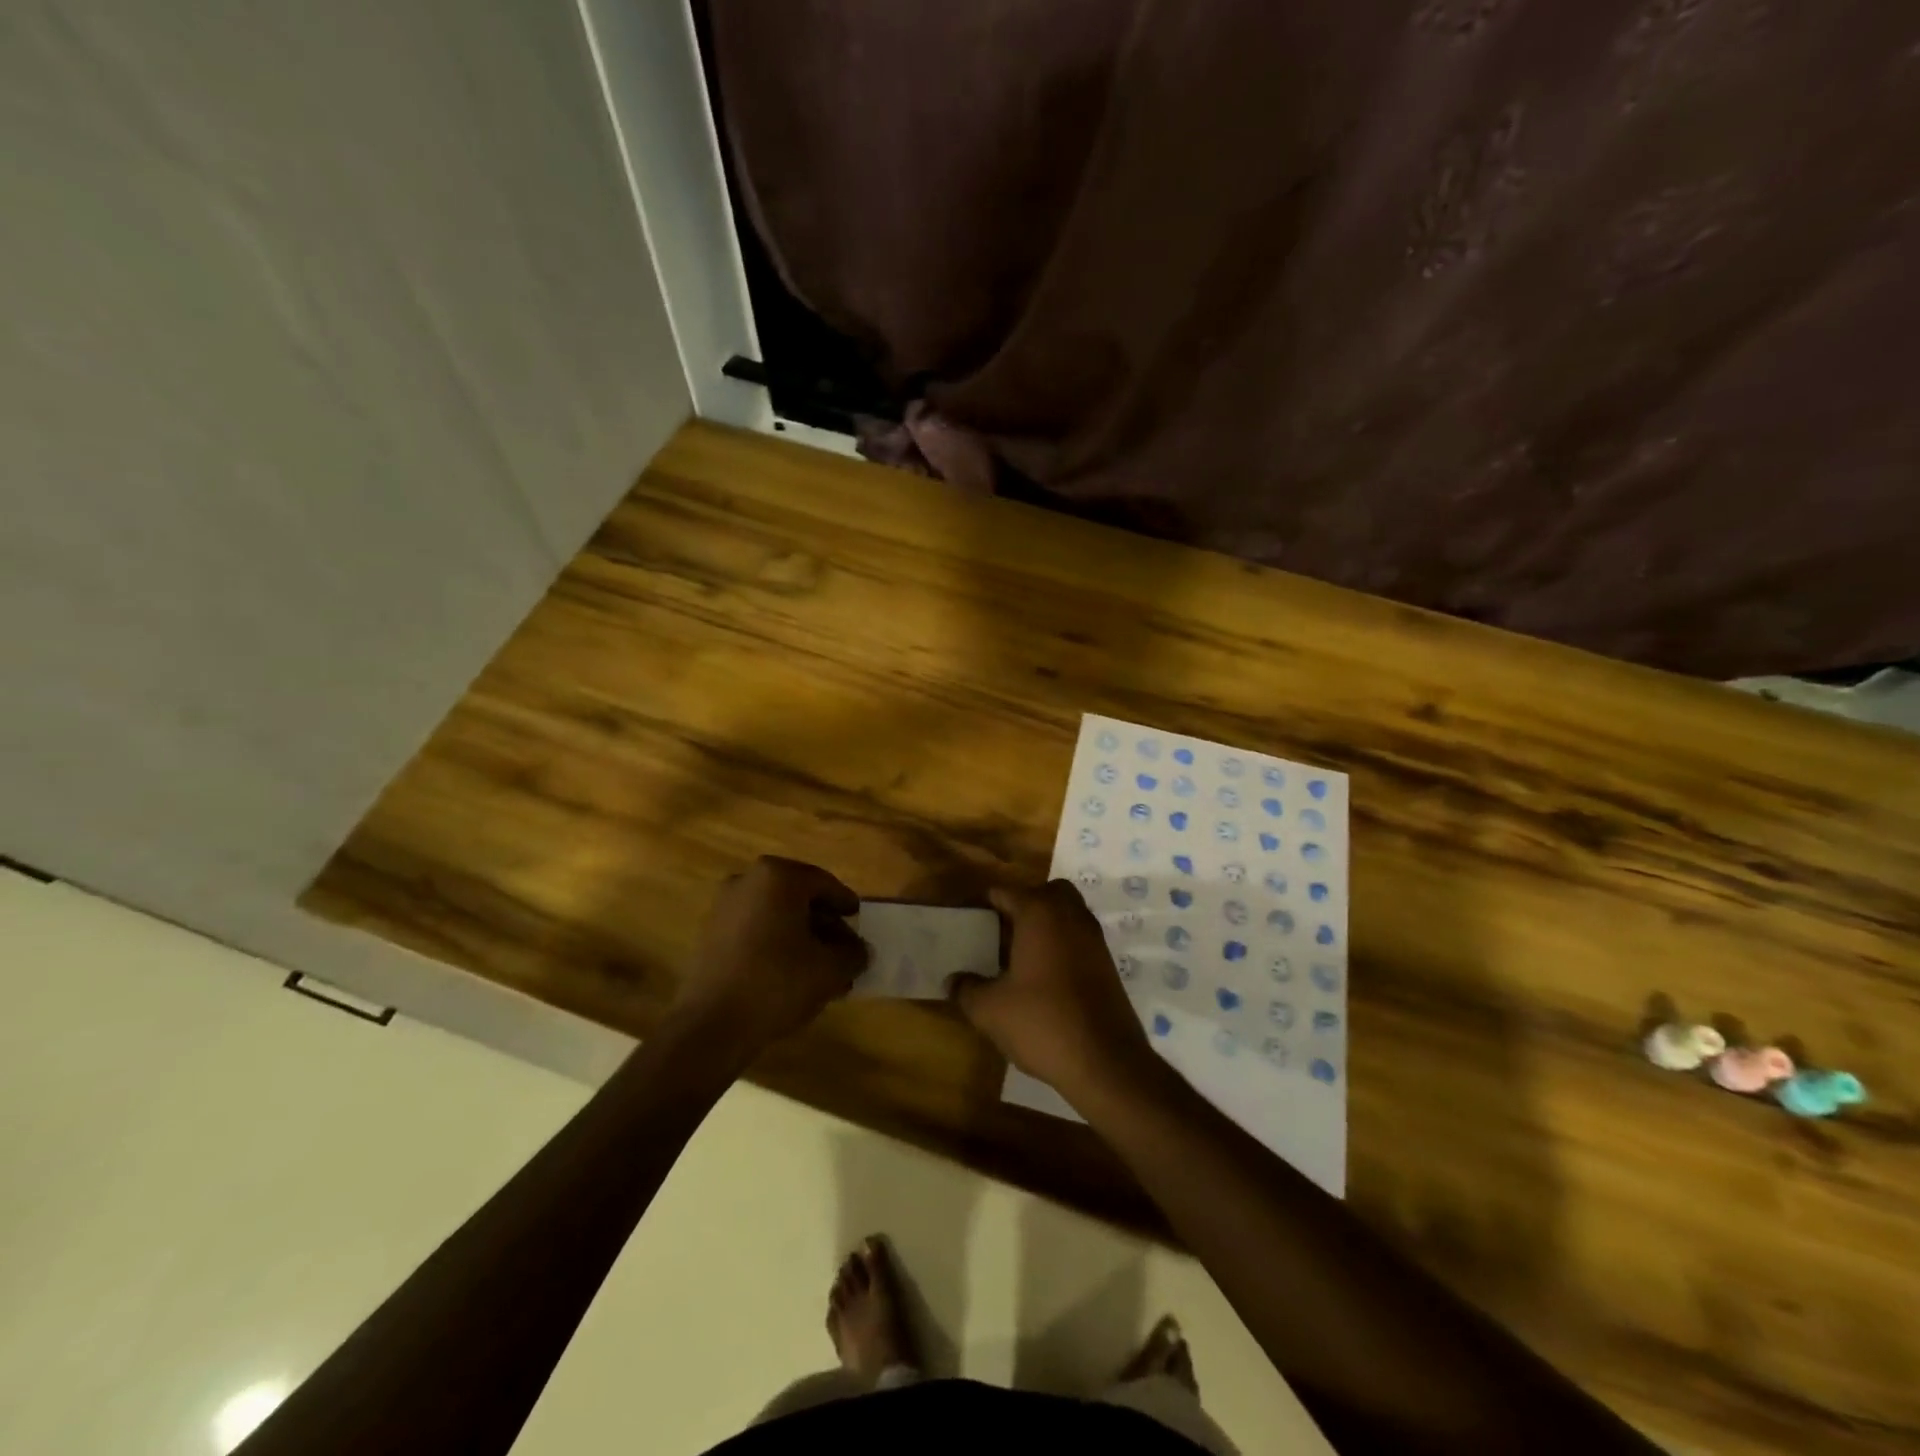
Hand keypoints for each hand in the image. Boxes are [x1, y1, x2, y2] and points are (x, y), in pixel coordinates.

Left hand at [674, 857, 868, 1056]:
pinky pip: (755, 931)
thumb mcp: (830, 969)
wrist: (711, 1025)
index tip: (858, 920)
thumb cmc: (777, 982)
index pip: (824, 883)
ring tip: (822, 969)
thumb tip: (859, 951)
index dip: (845, 904)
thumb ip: (853, 954)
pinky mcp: (710, 935)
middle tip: (843, 949)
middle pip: (799, 898)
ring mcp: (724, 907)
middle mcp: (747, 881)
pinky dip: (776, 945)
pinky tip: (792, 974)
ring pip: (776, 916)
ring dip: (801, 937)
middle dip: (824, 924)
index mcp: (778, 876)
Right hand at [948, 880, 1153, 1103]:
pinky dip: (1062, 945)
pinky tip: (1043, 978)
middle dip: (1023, 904)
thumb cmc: (1042, 1022)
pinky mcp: (1107, 963)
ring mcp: (1093, 938)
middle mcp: (1070, 915)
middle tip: (1001, 932)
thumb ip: (967, 990)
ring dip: (1045, 925)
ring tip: (1019, 957)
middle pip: (1045, 892)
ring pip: (1067, 913)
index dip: (983, 904)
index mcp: (1039, 913)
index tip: (967, 921)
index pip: (1005, 892)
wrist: (1106, 1061)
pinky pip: (1079, 938)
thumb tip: (952, 981)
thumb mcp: (991, 1010)